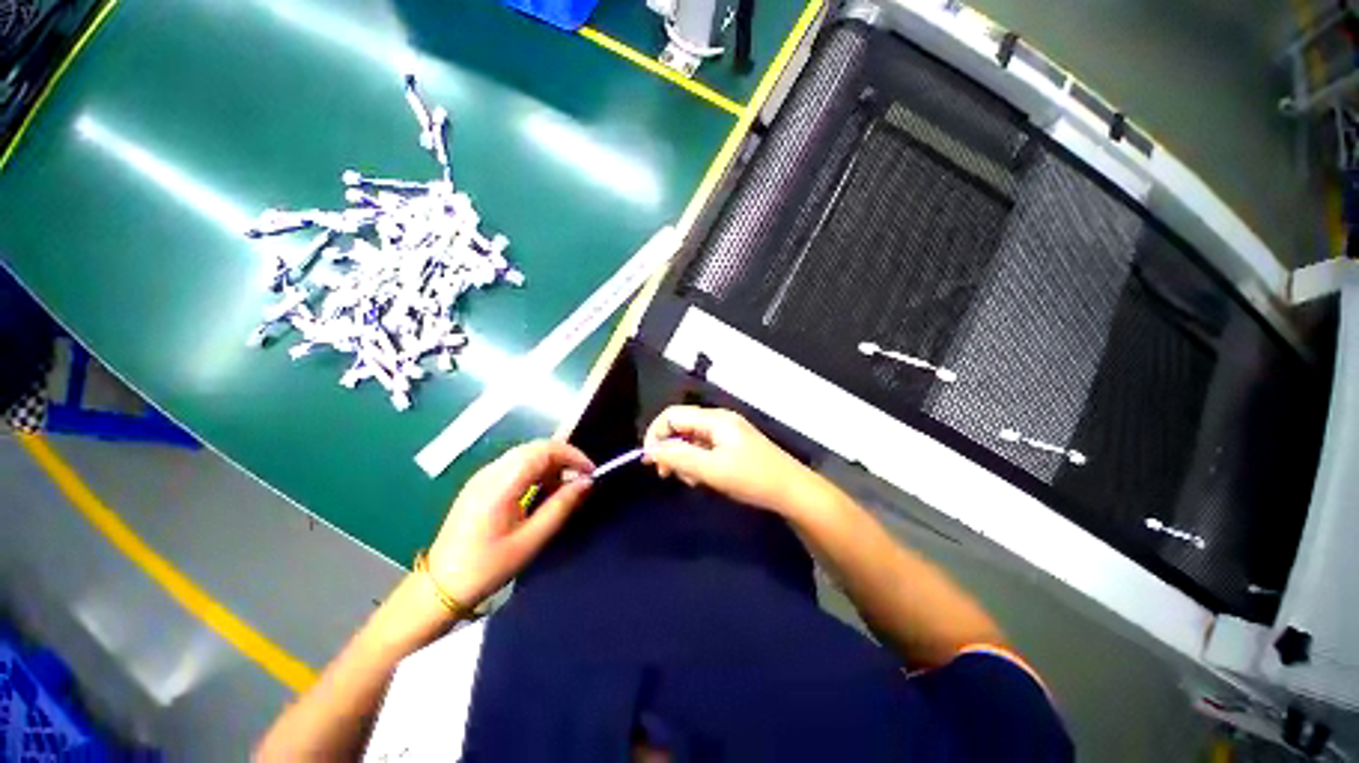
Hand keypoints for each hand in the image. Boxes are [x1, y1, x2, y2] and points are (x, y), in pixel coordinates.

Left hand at [426, 440, 593, 607]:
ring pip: (526, 454)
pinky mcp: (480, 484)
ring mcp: (483, 476)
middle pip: (535, 447)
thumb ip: (560, 507)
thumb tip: (586, 482)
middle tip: (581, 480)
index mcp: (500, 484)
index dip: (572, 455)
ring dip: (550, 464)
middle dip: (564, 458)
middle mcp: (490, 472)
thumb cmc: (487, 567)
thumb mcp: (530, 540)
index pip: (544, 450)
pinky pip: (515, 465)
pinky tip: (542, 492)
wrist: (439, 586)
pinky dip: (536, 471)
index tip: (590, 473)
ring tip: (564, 489)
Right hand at [642, 406, 833, 517]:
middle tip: (668, 476)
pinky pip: (705, 449)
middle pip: (681, 427)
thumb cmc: (752, 478)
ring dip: (684, 459)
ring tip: (692, 481)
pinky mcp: (732, 445)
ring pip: (692, 440)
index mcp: (714, 419)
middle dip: (670, 450)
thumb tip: (649, 451)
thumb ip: (679, 457)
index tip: (650, 462)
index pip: (672, 415)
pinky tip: (703, 479)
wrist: (792, 491)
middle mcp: (719, 420)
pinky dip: (697, 462)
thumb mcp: (712, 469)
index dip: (656, 435)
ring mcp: (727, 433)